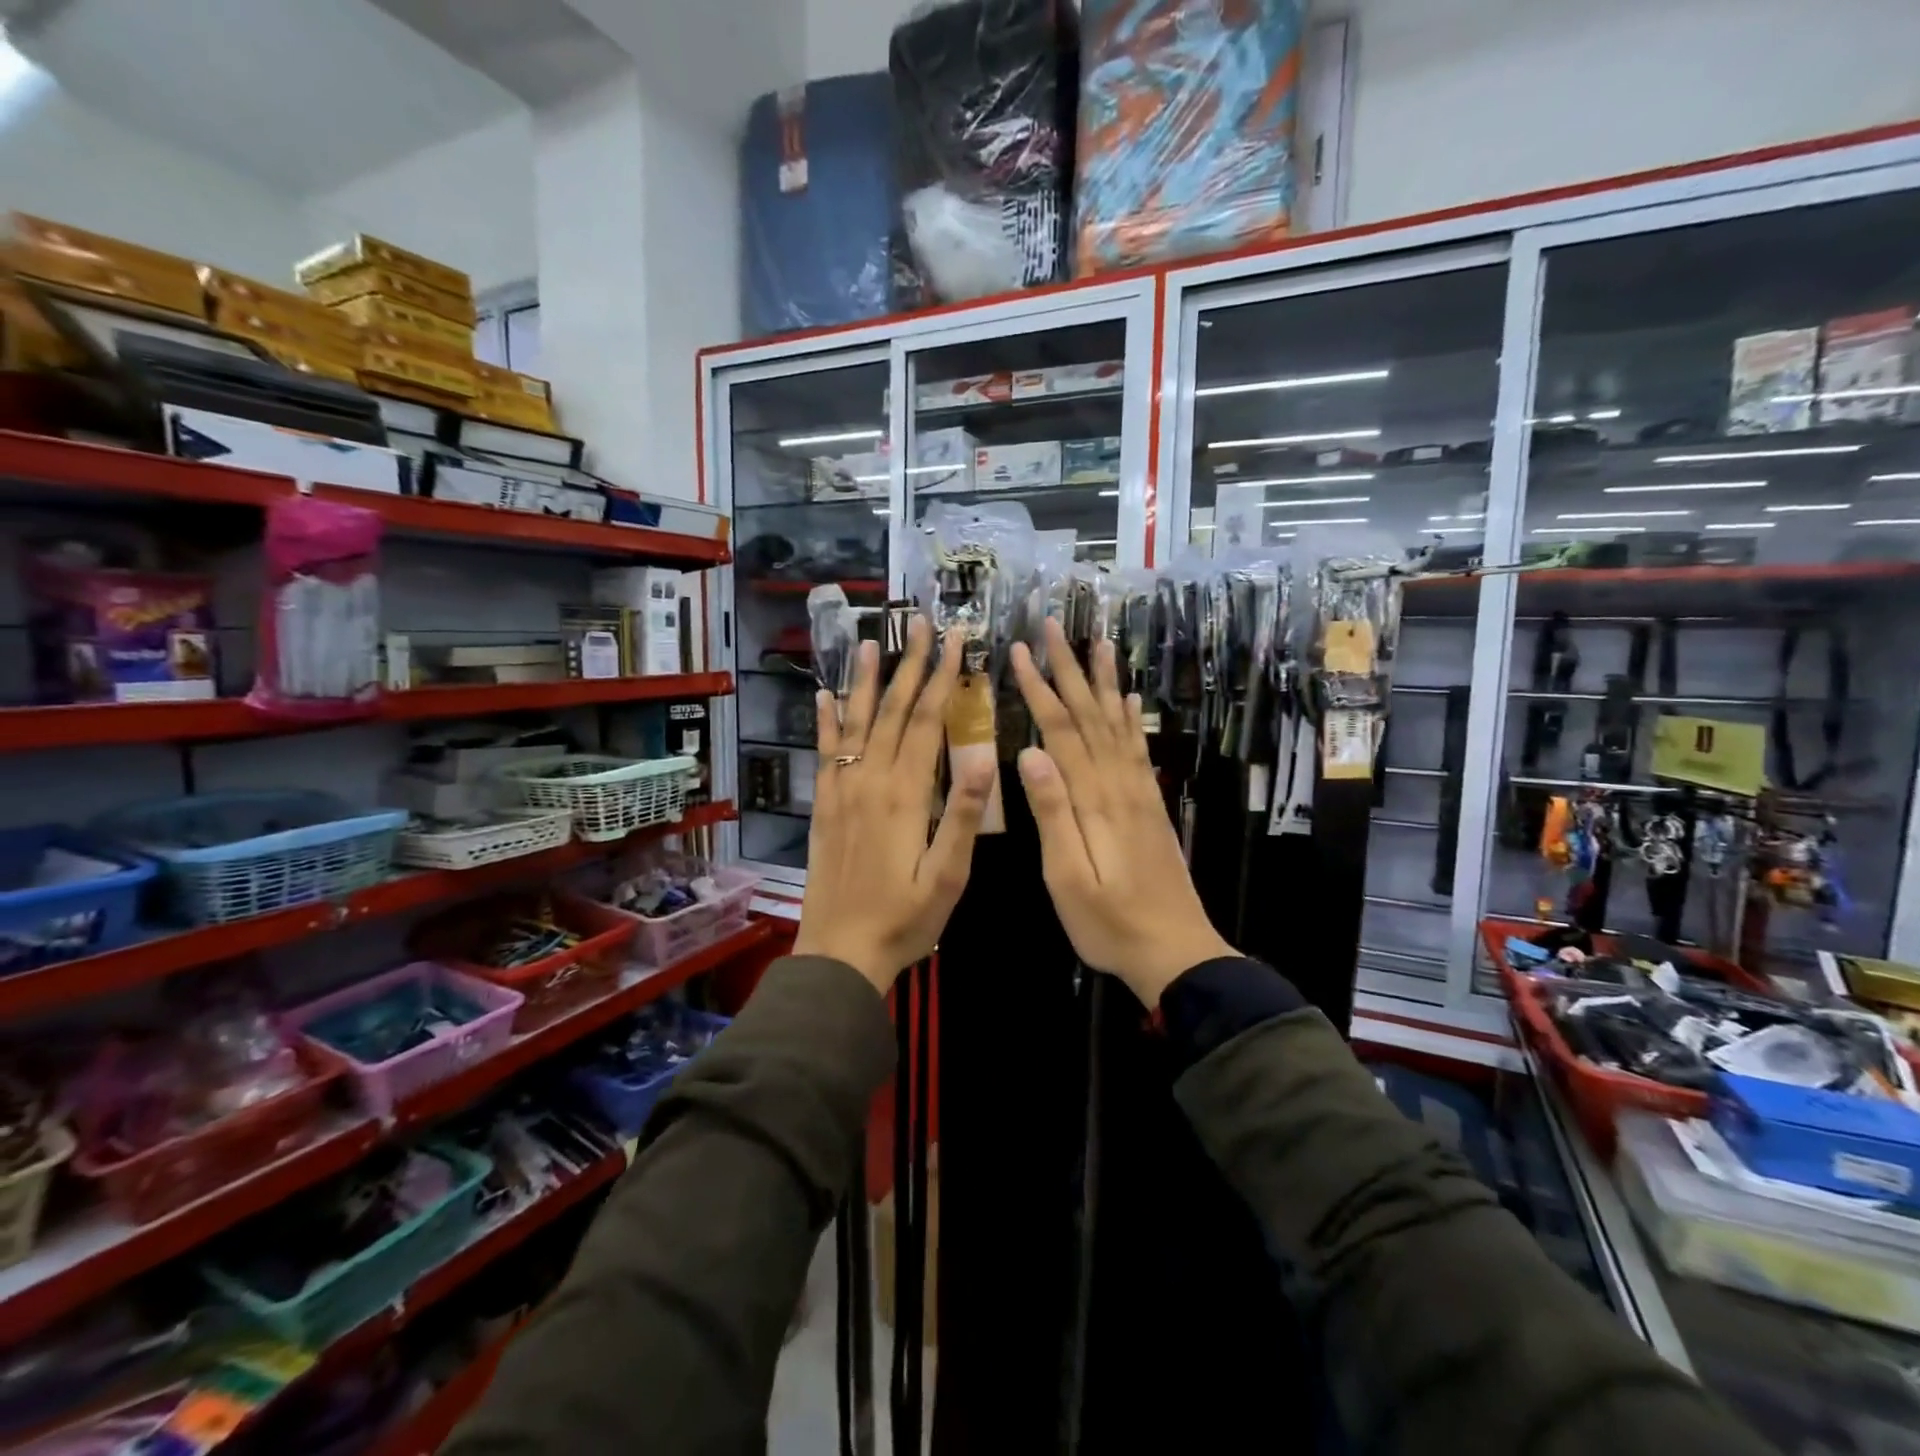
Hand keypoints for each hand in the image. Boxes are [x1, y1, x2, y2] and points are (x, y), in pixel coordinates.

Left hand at [793, 617, 995, 992]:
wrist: (840, 952)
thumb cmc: (905, 919)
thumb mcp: (949, 875)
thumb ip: (964, 814)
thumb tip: (984, 754)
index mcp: (906, 794)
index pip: (925, 722)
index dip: (941, 679)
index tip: (954, 642)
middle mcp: (870, 781)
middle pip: (890, 711)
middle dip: (908, 665)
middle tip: (918, 623)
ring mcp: (842, 791)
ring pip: (854, 723)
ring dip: (863, 681)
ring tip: (870, 642)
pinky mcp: (824, 806)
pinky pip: (824, 754)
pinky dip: (824, 722)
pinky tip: (824, 697)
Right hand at [1010, 620, 1235, 1006]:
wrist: (1176, 952)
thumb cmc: (1109, 924)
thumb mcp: (1068, 878)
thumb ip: (1052, 814)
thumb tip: (1031, 752)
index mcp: (1093, 800)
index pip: (1061, 730)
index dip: (1040, 688)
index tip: (1020, 651)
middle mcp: (1119, 784)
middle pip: (1091, 715)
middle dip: (1070, 669)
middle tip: (1054, 626)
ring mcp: (1139, 793)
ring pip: (1117, 724)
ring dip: (1104, 681)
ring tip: (1099, 642)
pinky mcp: (1150, 805)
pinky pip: (1138, 749)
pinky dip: (1129, 718)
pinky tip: (1127, 699)